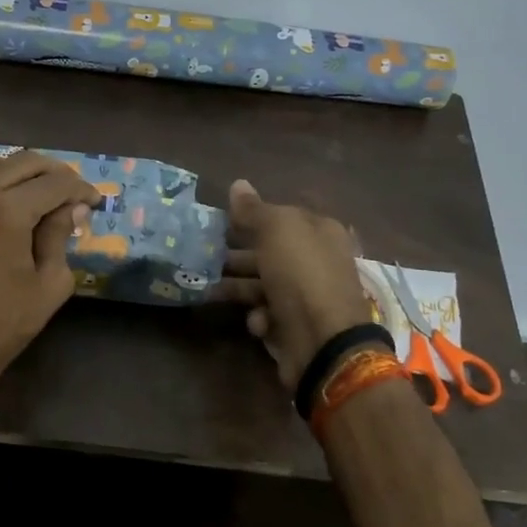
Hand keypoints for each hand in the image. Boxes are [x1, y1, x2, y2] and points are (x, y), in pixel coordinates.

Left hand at [0, 150, 97, 394]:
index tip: (95, 201)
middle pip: (25, 162)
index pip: (55, 183)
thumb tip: (73, 208)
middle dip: (56, 173)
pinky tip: (11, 196)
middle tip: (74, 193)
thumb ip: (60, 236)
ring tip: (43, 189)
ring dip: (23, 169)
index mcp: (7, 211)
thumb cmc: (5, 322)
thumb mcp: (50, 283)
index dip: (81, 188)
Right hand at [215, 179, 374, 391]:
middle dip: (235, 254)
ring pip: (262, 285)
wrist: (324, 343)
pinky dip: (259, 317)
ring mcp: (306, 296)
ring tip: (207, 287)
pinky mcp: (295, 327)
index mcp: (318, 231)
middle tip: (202, 256)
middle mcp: (315, 261)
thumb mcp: (277, 231)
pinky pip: (268, 315)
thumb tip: (238, 183)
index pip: (279, 217)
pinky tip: (257, 321)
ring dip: (236, 287)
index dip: (248, 218)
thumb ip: (254, 209)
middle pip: (268, 252)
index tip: (217, 222)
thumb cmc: (302, 276)